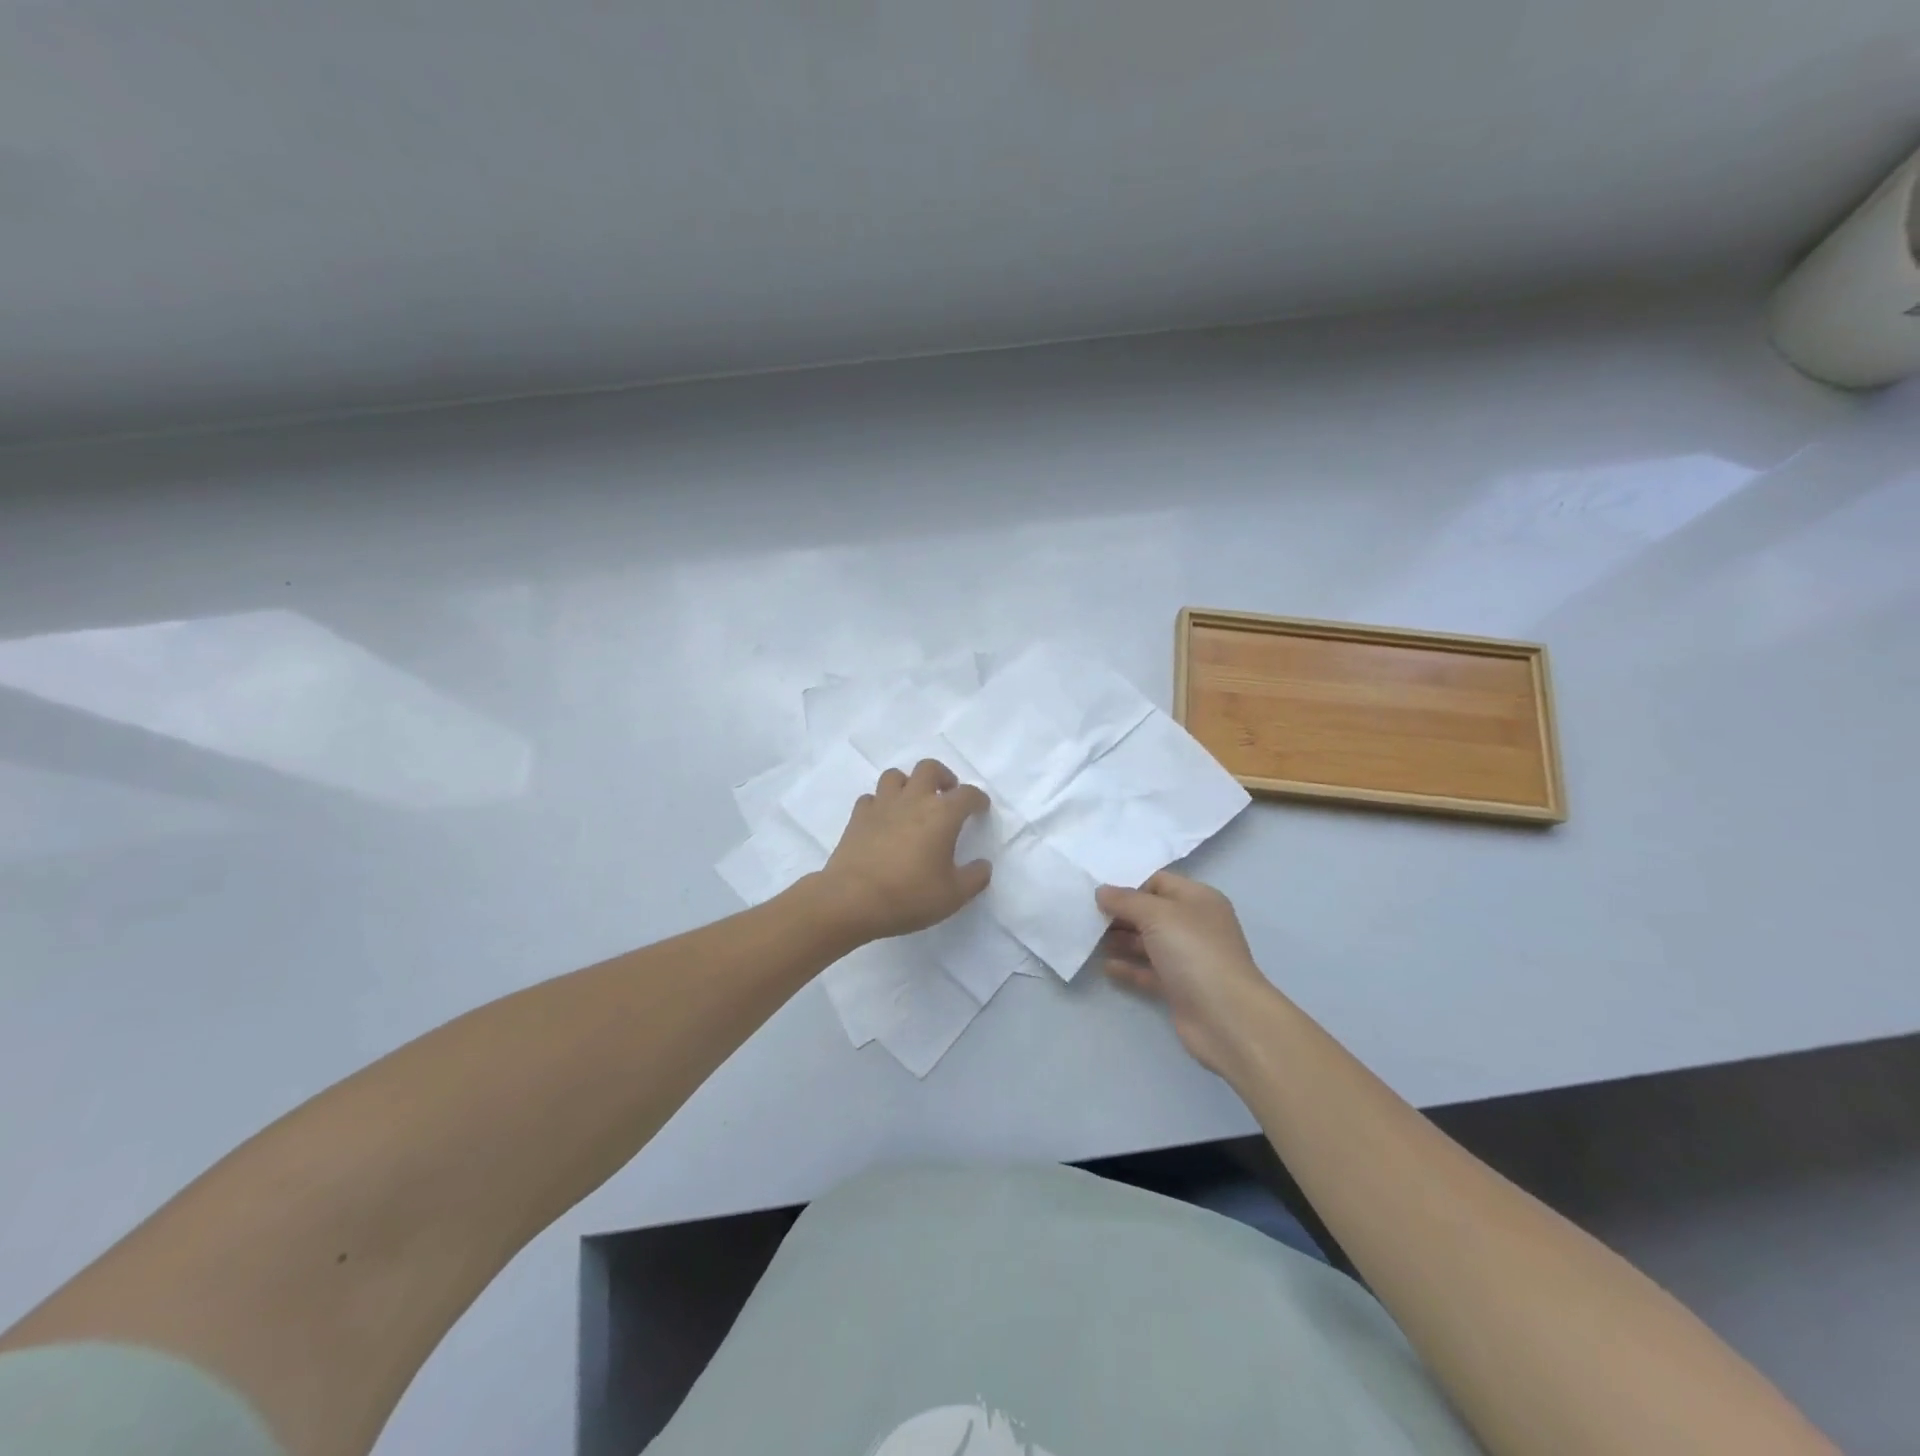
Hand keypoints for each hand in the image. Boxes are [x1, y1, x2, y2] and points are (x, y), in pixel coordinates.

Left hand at [817, 759, 992, 941]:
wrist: (852, 900)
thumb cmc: (909, 896)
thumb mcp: (953, 895)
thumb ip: (975, 877)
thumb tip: (983, 865)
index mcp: (942, 814)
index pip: (967, 794)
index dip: (978, 799)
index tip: (980, 809)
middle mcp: (913, 800)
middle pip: (929, 768)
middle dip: (943, 777)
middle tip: (947, 794)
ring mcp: (882, 805)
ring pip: (895, 776)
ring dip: (908, 784)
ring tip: (913, 803)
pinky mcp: (857, 817)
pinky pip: (871, 798)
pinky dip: (880, 804)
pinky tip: (884, 821)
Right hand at [1096, 871, 1279, 1076]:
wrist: (1226, 1017)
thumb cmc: (1194, 952)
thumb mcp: (1157, 915)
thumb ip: (1126, 900)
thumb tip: (1102, 891)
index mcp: (1198, 899)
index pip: (1159, 882)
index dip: (1129, 886)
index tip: (1099, 895)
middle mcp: (1195, 925)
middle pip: (1151, 913)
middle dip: (1121, 914)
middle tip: (1088, 917)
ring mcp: (1188, 959)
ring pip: (1148, 943)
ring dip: (1121, 941)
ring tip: (1091, 940)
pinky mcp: (1180, 988)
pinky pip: (1149, 972)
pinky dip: (1129, 968)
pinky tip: (1106, 967)